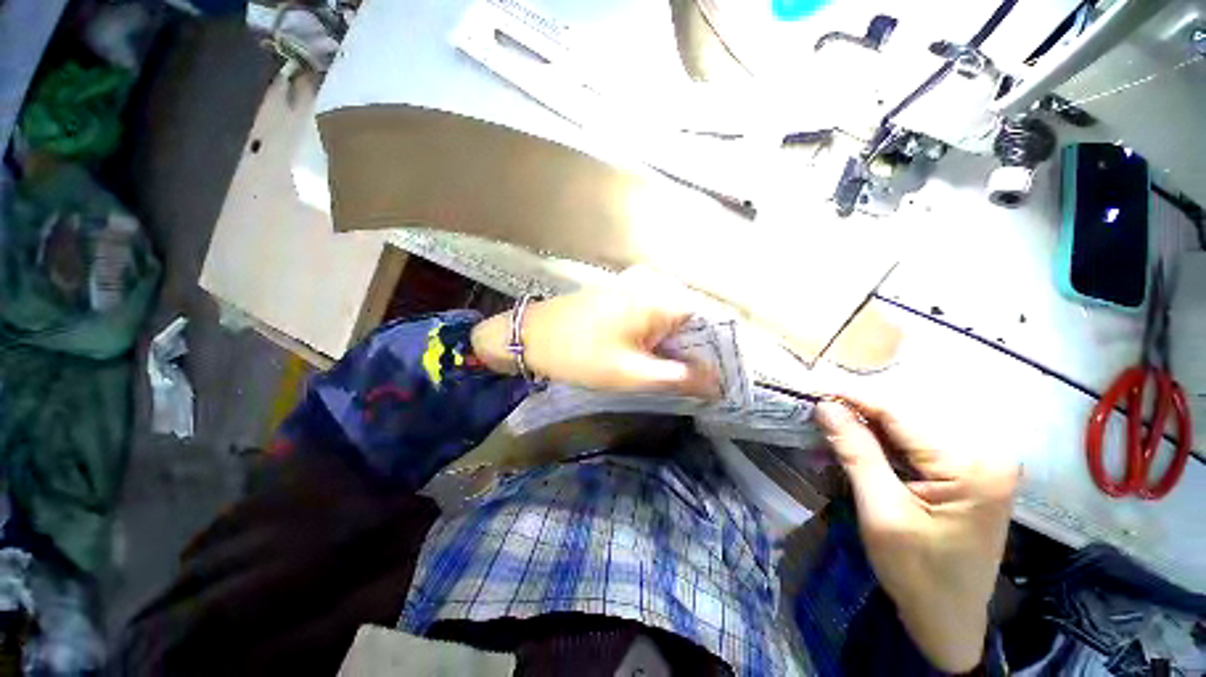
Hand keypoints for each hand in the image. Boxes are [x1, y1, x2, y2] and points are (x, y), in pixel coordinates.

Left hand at [470, 286, 719, 398]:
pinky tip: (648, 357)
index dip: (715, 355)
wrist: (530, 335)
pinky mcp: (622, 296)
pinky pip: (652, 317)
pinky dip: (656, 339)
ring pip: (671, 322)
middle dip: (693, 354)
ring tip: (668, 374)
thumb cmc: (580, 354)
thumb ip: (678, 378)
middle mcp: (655, 287)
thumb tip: (717, 384)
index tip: (713, 382)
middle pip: (690, 323)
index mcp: (662, 301)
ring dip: (674, 348)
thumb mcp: (631, 373)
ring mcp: (637, 289)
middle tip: (689, 384)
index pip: (709, 325)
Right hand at [814, 399, 1018, 672]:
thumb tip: (827, 406)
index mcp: (972, 466)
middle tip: (817, 413)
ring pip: (908, 435)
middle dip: (858, 418)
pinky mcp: (968, 477)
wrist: (948, 622)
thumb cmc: (917, 574)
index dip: (853, 399)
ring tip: (830, 429)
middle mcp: (985, 457)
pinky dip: (884, 449)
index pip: (900, 416)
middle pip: (906, 423)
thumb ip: (856, 453)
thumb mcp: (881, 512)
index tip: (815, 389)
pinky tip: (858, 449)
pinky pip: (917, 451)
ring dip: (868, 433)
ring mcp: (980, 467)